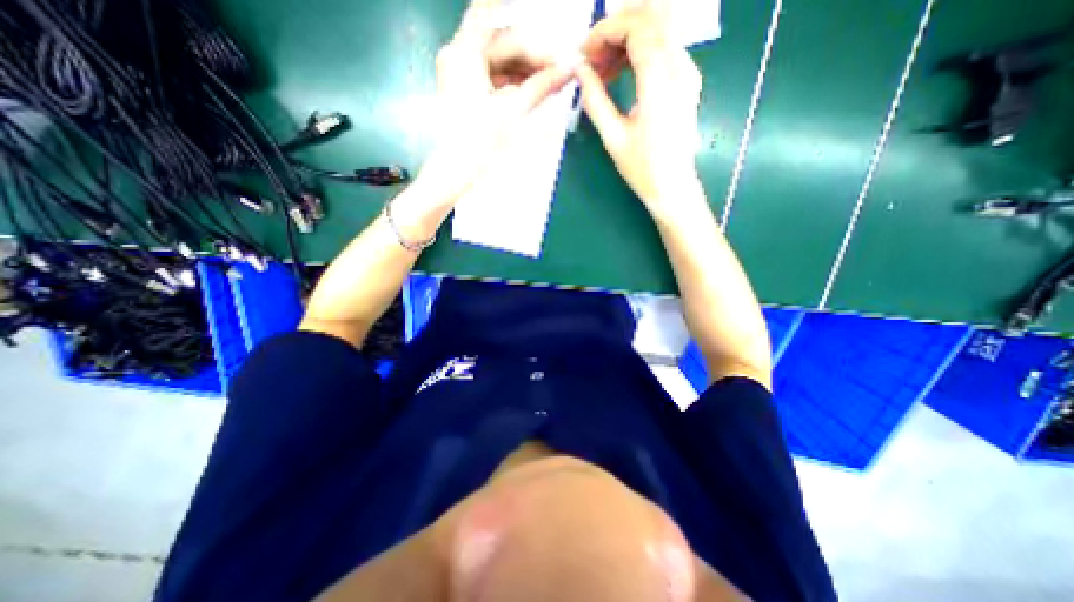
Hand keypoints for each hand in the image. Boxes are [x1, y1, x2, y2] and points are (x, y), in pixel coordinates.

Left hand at [415, 0, 578, 204]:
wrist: (454, 173)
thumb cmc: (480, 142)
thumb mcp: (513, 112)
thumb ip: (540, 86)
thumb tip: (570, 68)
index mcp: (464, 53)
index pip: (496, 17)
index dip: (525, 27)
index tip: (553, 44)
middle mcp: (458, 55)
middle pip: (499, 40)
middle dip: (531, 54)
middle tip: (559, 70)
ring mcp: (459, 73)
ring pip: (498, 60)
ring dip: (524, 69)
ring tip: (550, 82)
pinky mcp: (464, 90)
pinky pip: (492, 76)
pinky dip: (512, 81)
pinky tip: (532, 89)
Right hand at [578, 4, 705, 208]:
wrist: (673, 187)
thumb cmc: (642, 168)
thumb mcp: (612, 136)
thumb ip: (595, 99)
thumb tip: (580, 70)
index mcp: (660, 82)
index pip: (636, 29)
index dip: (605, 33)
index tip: (583, 54)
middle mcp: (680, 67)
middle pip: (651, 19)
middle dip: (615, 31)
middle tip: (591, 59)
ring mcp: (687, 72)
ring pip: (658, 30)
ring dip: (626, 41)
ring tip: (601, 69)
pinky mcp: (687, 81)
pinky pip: (663, 48)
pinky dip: (639, 52)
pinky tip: (620, 73)